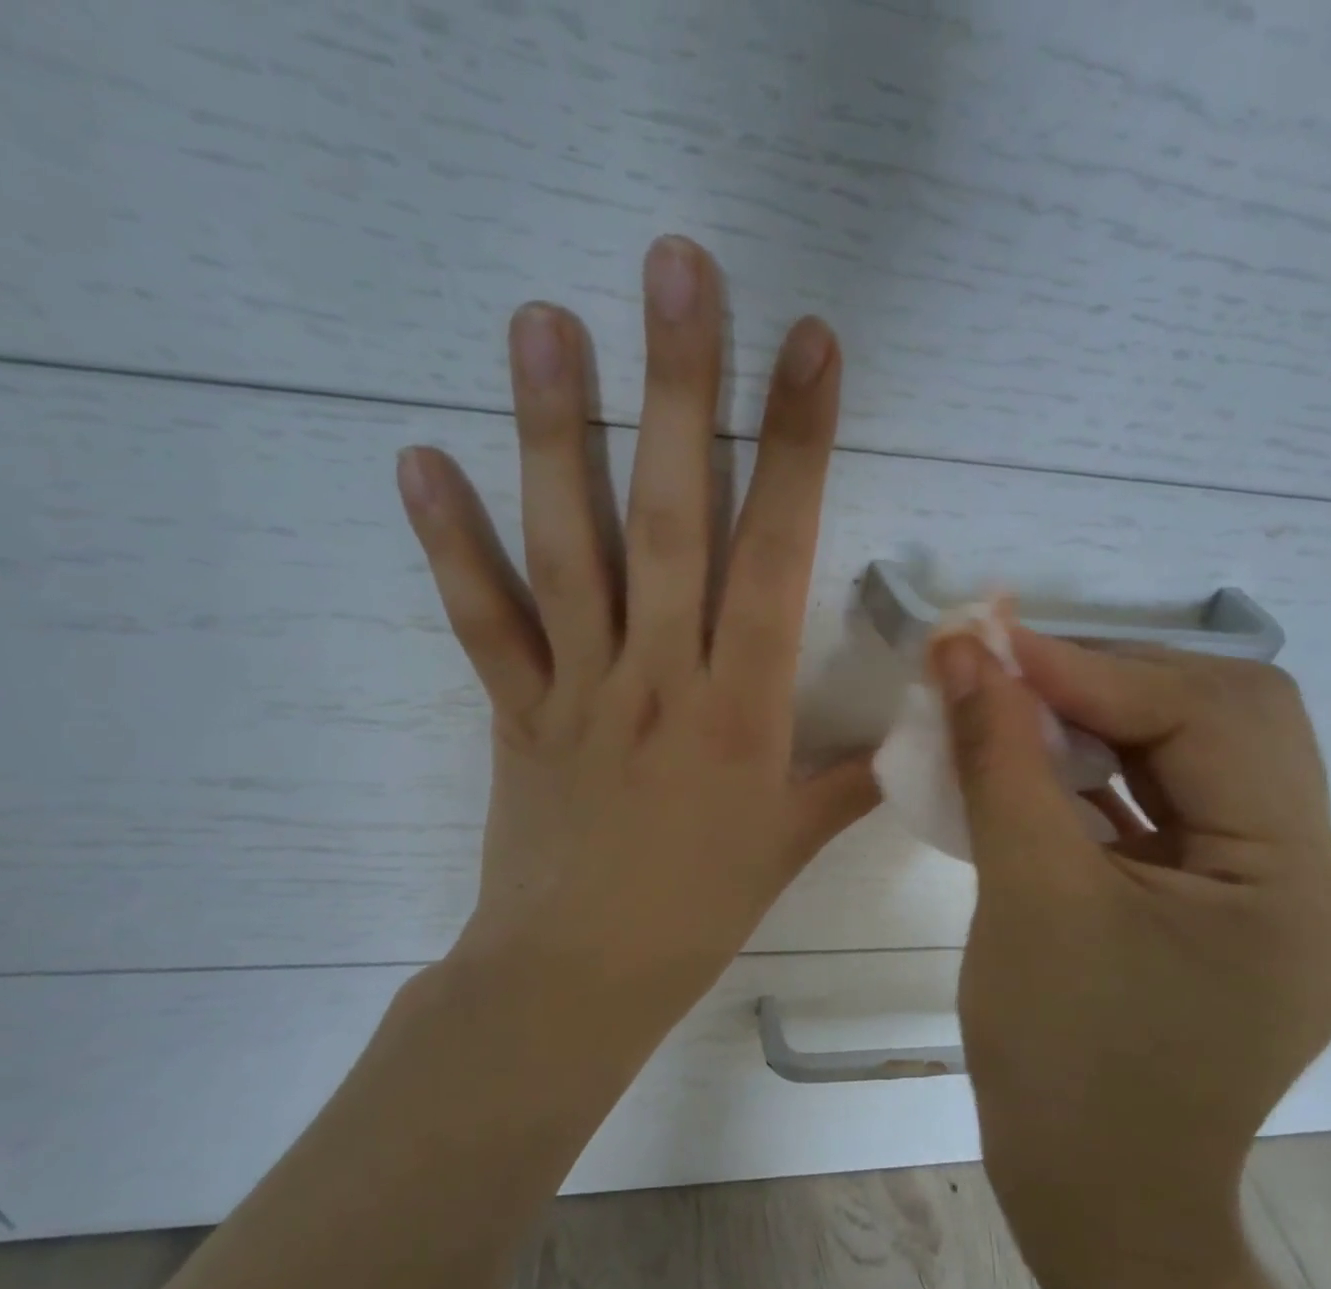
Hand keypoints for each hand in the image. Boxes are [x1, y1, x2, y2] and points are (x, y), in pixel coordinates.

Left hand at [397, 236, 875, 1012]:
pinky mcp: (515, 710)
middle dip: (678, 387)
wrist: (577, 979)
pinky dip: (449, 543)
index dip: (796, 447)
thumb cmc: (697, 913)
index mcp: (740, 709)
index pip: (776, 555)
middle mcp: (658, 676)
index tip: (808, 344)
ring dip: (553, 431)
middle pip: (669, 516)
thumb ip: (850, 778)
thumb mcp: (791, 844)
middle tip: (673, 267)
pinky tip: (418, 461)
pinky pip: (481, 620)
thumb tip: (912, 731)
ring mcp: (577, 687)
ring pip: (567, 547)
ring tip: (541, 321)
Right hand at [935, 631, 1330, 1288]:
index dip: (1091, 667)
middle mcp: (1320, 877)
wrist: (1097, 1205)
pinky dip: (1104, 770)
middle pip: (1223, 721)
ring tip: (1016, 701)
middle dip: (1107, 680)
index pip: (1207, 719)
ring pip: (1197, 756)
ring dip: (1102, 718)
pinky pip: (1173, 805)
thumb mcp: (1025, 894)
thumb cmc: (1062, 1062)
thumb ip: (997, 758)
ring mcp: (1280, 894)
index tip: (990, 641)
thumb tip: (961, 650)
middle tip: (1006, 666)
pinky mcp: (1232, 908)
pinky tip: (1043, 762)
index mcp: (1298, 883)